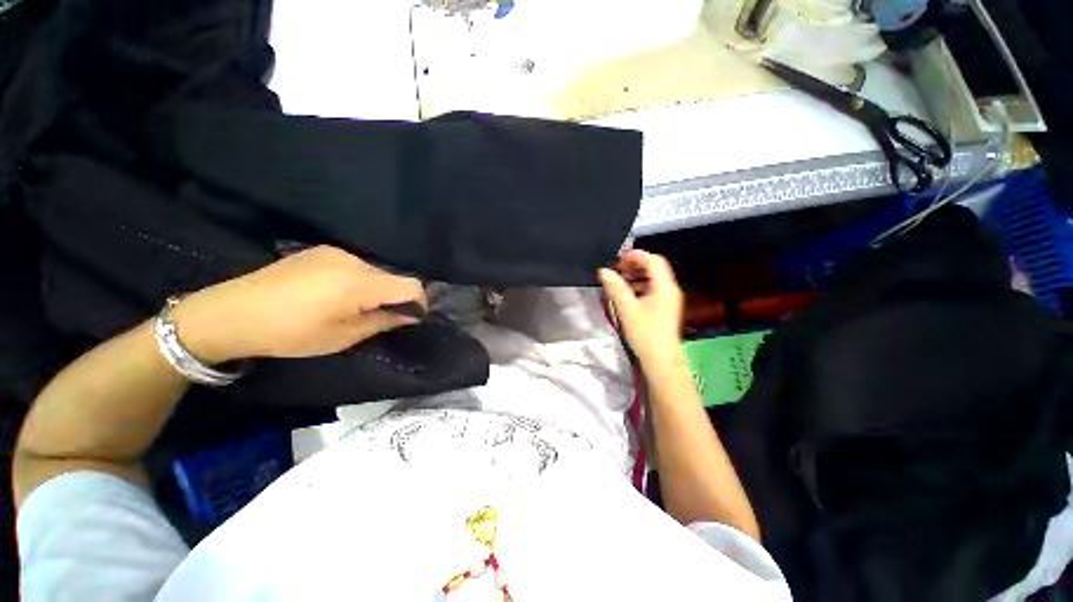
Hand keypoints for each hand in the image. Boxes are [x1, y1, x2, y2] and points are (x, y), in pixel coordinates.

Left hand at [171, 246, 426, 362]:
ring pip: (375, 271)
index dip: (419, 302)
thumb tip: (410, 315)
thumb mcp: (343, 336)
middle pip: (393, 277)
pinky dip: (358, 280)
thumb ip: (383, 321)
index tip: (411, 317)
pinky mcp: (320, 250)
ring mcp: (335, 252)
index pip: (411, 286)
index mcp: (359, 283)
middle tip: (379, 317)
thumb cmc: (290, 333)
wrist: (232, 313)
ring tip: (352, 306)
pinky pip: (355, 265)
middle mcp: (353, 260)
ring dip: (375, 289)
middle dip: (394, 297)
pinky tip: (333, 293)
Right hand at [598, 250, 684, 366]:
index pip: (653, 260)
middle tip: (616, 270)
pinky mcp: (665, 308)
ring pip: (653, 279)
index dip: (636, 256)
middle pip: (654, 268)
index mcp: (664, 286)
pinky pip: (653, 290)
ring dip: (636, 276)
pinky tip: (626, 295)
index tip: (618, 260)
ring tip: (618, 281)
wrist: (661, 360)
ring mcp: (669, 299)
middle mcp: (670, 289)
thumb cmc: (645, 333)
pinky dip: (639, 287)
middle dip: (635, 265)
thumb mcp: (627, 309)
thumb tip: (603, 271)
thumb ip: (615, 287)